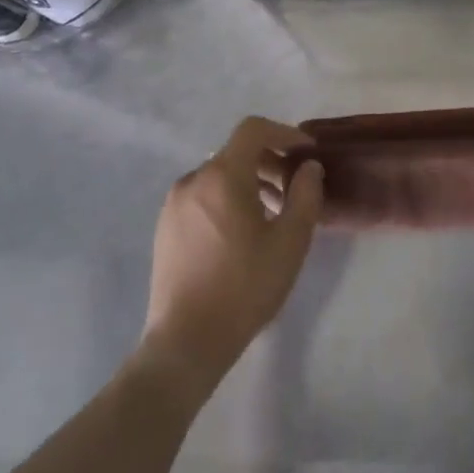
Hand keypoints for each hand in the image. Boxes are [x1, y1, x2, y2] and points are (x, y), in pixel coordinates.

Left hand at [143, 116, 322, 392]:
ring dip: (249, 182)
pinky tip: (241, 234)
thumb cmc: (244, 287)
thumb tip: (308, 167)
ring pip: (219, 176)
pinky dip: (227, 199)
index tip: (307, 153)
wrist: (186, 342)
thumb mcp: (290, 241)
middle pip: (236, 152)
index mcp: (221, 176)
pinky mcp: (165, 228)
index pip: (254, 129)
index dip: (285, 133)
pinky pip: (202, 197)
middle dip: (270, 162)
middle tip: (295, 189)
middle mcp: (192, 180)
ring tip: (272, 215)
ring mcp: (173, 204)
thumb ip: (305, 194)